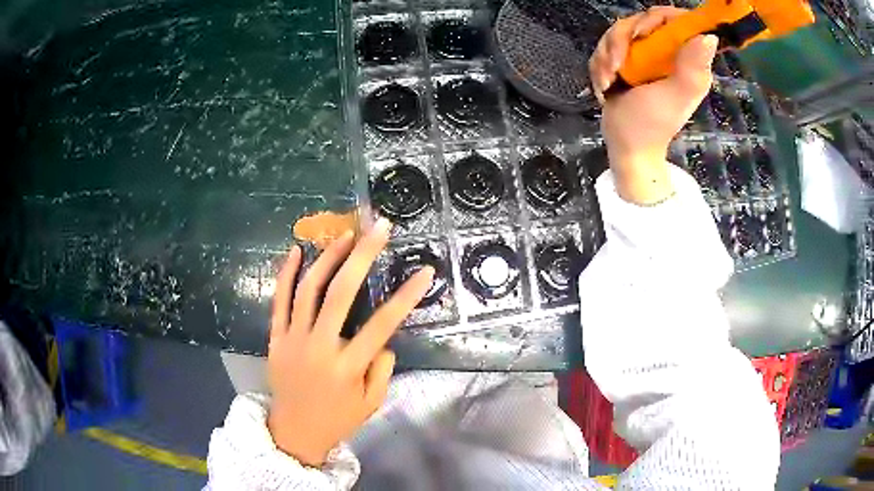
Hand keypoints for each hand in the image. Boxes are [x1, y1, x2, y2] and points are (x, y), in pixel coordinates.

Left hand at [266, 217, 434, 466]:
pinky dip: (286, 274)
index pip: (382, 325)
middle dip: (362, 256)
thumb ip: (382, 370)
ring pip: (308, 290)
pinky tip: (297, 251)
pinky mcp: (275, 338)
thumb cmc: (337, 419)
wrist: (294, 432)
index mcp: (348, 367)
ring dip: (328, 257)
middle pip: (341, 294)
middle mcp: (320, 347)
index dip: (406, 296)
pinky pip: (279, 301)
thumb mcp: (372, 404)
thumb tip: (385, 340)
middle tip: (378, 228)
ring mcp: (293, 339)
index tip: (424, 271)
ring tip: (345, 234)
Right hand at [589, 7, 718, 203]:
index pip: (674, 19)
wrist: (627, 146)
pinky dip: (600, 64)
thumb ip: (691, 67)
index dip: (656, 19)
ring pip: (619, 32)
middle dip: (621, 40)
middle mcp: (668, 53)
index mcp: (686, 59)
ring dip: (607, 55)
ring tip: (609, 80)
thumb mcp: (674, 95)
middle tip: (617, 65)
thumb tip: (710, 36)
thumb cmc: (652, 124)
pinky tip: (605, 84)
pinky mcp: (627, 61)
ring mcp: (646, 56)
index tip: (641, 35)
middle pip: (641, 21)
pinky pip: (607, 46)